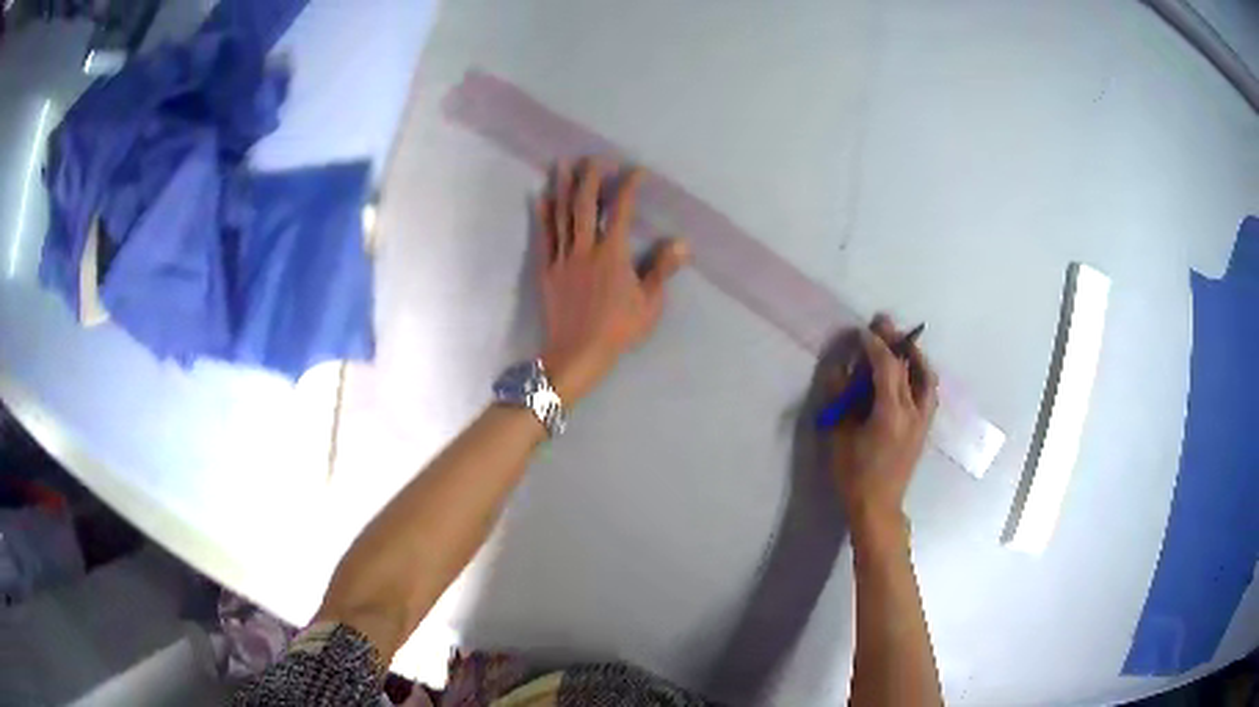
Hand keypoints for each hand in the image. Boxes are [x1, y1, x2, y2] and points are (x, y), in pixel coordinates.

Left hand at [535, 158, 688, 402]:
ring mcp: (563, 258)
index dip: (628, 187)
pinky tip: (540, 197)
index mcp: (613, 255)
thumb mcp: (649, 304)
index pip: (621, 211)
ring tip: (561, 164)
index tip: (635, 170)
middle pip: (585, 206)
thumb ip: (662, 270)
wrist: (577, 352)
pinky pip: (544, 236)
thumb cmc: (617, 330)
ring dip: (562, 188)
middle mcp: (586, 249)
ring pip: (562, 216)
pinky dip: (543, 215)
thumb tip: (681, 242)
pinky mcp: (547, 269)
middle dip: (590, 178)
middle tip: (593, 158)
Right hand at [827, 315, 938, 533]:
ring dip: (914, 356)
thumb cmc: (854, 475)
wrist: (878, 506)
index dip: (875, 345)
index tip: (862, 331)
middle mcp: (913, 412)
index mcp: (891, 413)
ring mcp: (923, 420)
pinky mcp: (924, 428)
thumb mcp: (840, 437)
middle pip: (909, 366)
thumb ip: (841, 400)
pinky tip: (907, 374)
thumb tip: (841, 370)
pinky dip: (919, 374)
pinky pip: (928, 391)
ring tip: (901, 345)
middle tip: (883, 323)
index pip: (887, 367)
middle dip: (895, 342)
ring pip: (926, 378)